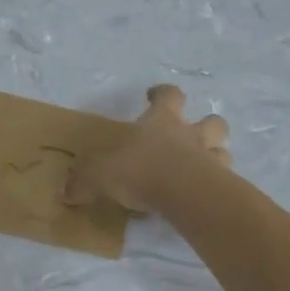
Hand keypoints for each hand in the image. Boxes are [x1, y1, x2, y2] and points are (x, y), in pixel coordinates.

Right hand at [64, 84, 231, 214]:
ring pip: (222, 150)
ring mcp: (211, 159)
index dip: (162, 94)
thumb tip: (65, 192)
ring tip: (201, 168)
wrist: (185, 194)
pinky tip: (203, 196)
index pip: (168, 95)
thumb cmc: (142, 170)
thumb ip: (84, 181)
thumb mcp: (100, 174)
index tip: (153, 95)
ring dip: (215, 156)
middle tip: (192, 135)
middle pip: (210, 121)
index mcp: (162, 121)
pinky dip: (217, 186)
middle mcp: (191, 135)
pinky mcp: (222, 186)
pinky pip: (224, 182)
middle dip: (205, 125)